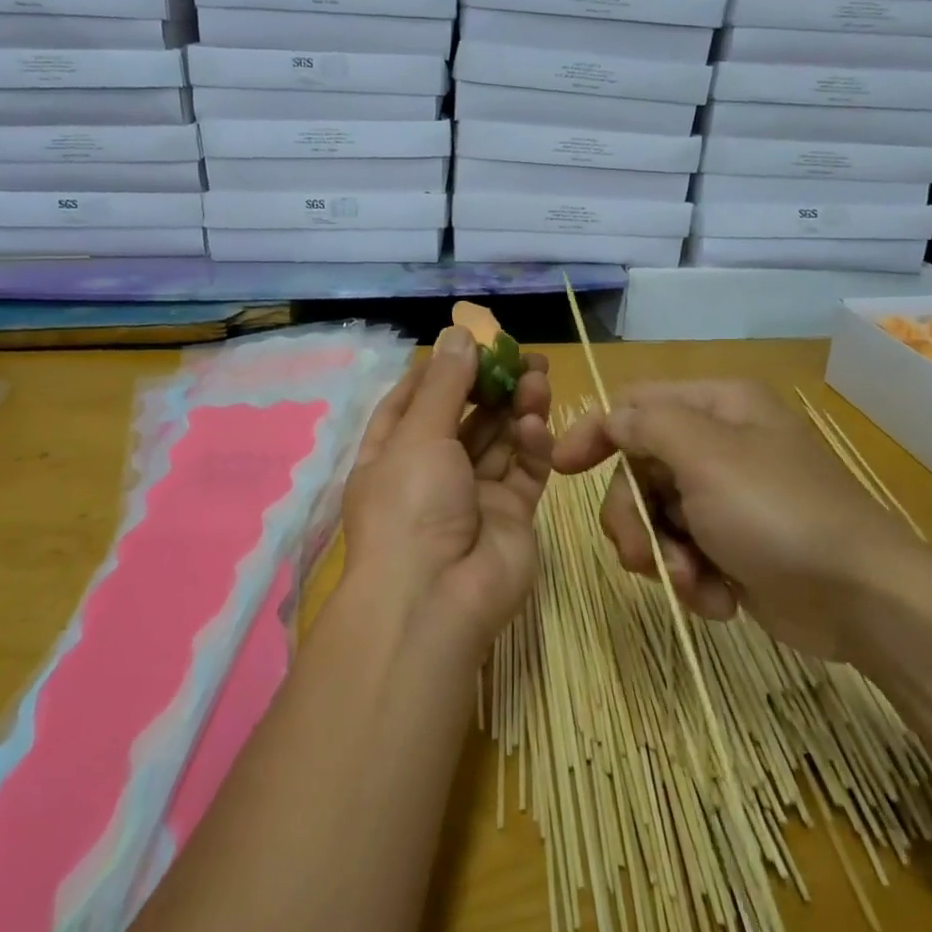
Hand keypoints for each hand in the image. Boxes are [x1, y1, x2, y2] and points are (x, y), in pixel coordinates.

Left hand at [341, 327, 552, 656]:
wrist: (437, 598)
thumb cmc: (410, 504)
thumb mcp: (419, 435)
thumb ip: (445, 385)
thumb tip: (457, 333)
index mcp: (392, 455)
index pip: (412, 403)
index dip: (439, 372)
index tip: (467, 343)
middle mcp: (431, 474)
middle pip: (464, 418)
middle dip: (490, 385)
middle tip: (523, 355)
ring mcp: (473, 496)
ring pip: (499, 441)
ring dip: (516, 408)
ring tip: (539, 375)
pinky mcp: (511, 515)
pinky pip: (523, 471)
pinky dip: (530, 445)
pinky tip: (534, 424)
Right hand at [552, 380, 919, 659]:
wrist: (859, 598)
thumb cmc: (777, 514)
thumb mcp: (706, 456)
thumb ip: (648, 426)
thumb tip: (612, 418)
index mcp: (717, 408)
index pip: (634, 405)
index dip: (595, 433)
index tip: (561, 470)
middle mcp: (718, 445)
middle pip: (636, 470)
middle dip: (634, 518)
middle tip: (644, 555)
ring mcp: (724, 498)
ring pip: (653, 518)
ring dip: (662, 556)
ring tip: (693, 582)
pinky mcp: (730, 546)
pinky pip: (681, 553)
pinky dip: (691, 578)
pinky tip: (719, 598)